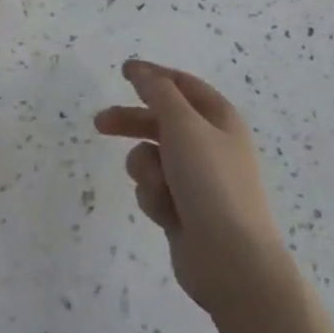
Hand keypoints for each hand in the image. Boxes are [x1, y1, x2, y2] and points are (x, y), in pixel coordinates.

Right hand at [94, 59, 290, 316]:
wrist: (233, 263)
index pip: (181, 84)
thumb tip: (140, 69)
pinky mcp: (183, 209)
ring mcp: (196, 179)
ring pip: (151, 157)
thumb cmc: (211, 182)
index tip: (123, 72)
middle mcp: (209, 144)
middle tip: (100, 124)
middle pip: (160, 120)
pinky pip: (153, 189)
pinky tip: (166, 214)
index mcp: (219, 118)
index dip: (153, 75)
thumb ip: (158, 91)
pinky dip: (154, 196)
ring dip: (146, 169)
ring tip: (158, 186)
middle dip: (132, 122)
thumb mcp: (183, 125)